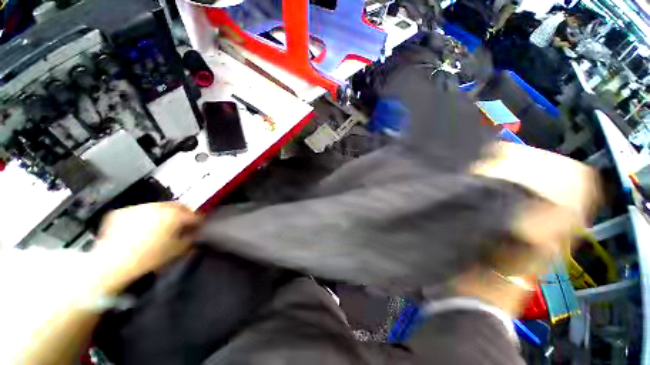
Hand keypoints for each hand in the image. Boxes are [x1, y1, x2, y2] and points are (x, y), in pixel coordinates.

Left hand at [93, 203, 200, 293]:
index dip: (199, 222)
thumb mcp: (177, 251)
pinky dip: (145, 217)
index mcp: (174, 215)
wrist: (112, 263)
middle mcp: (158, 206)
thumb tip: (195, 234)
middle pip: (177, 206)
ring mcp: (139, 207)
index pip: (194, 215)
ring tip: (162, 225)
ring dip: (165, 213)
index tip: (199, 227)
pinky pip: (139, 212)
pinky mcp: (122, 212)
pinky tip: (141, 228)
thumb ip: (191, 239)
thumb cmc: (150, 258)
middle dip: (184, 213)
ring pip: (158, 206)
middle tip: (184, 223)